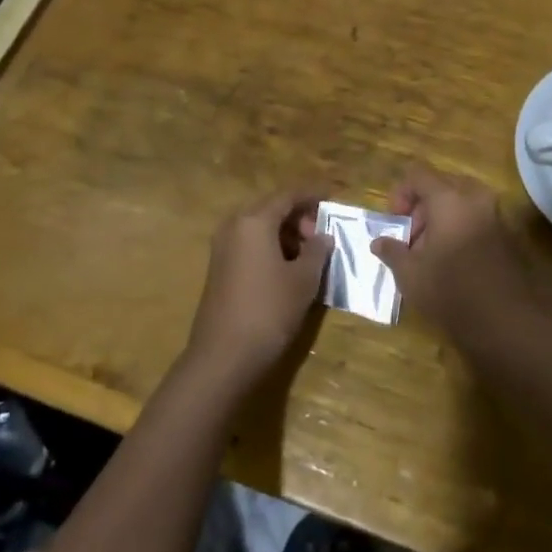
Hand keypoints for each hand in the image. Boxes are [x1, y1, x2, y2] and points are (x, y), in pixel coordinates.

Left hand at [185, 189, 333, 392]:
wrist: (223, 357)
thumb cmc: (269, 311)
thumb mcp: (303, 280)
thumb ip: (317, 251)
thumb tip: (323, 236)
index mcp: (254, 221)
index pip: (288, 195)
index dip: (312, 195)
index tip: (332, 197)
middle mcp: (234, 226)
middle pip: (271, 208)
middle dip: (298, 216)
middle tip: (321, 234)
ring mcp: (222, 247)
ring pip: (259, 226)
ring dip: (285, 233)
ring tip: (309, 253)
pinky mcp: (219, 268)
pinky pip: (249, 244)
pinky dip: (270, 246)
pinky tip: (287, 267)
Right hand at [370, 163, 535, 343]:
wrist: (506, 321)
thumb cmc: (451, 291)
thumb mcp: (410, 274)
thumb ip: (392, 251)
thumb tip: (378, 242)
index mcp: (449, 198)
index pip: (418, 175)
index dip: (400, 193)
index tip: (395, 222)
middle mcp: (475, 198)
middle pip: (441, 186)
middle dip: (421, 207)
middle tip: (411, 239)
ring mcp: (496, 215)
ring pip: (461, 202)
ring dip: (441, 219)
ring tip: (429, 253)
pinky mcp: (507, 235)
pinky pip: (476, 218)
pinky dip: (460, 229)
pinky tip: (451, 261)